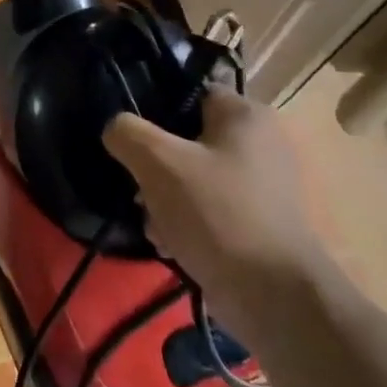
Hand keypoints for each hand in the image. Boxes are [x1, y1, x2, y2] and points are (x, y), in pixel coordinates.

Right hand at [102, 88, 327, 318]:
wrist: (271, 294)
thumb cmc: (216, 212)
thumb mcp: (158, 162)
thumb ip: (127, 133)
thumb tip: (115, 129)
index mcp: (245, 114)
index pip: (187, 92)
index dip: (153, 111)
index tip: (130, 139)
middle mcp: (259, 142)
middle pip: (185, 139)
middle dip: (154, 167)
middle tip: (138, 188)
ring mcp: (260, 184)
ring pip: (191, 177)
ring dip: (163, 199)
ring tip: (154, 223)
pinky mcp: (255, 220)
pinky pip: (206, 207)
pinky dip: (184, 222)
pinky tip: (170, 243)